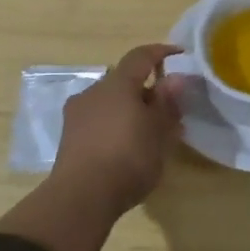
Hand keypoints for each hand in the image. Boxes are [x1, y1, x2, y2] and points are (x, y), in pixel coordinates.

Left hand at [50, 43, 188, 217]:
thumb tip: (175, 78)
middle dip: (146, 88)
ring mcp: (77, 115)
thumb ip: (167, 102)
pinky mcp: (69, 139)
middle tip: (168, 106)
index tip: (179, 54)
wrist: (81, 198)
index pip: (140, 56)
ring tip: (150, 130)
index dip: (161, 52)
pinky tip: (129, 145)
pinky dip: (116, 125)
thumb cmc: (128, 157)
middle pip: (123, 80)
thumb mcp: (158, 131)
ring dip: (130, 109)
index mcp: (117, 84)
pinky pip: (99, 121)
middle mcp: (93, 92)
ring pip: (110, 102)